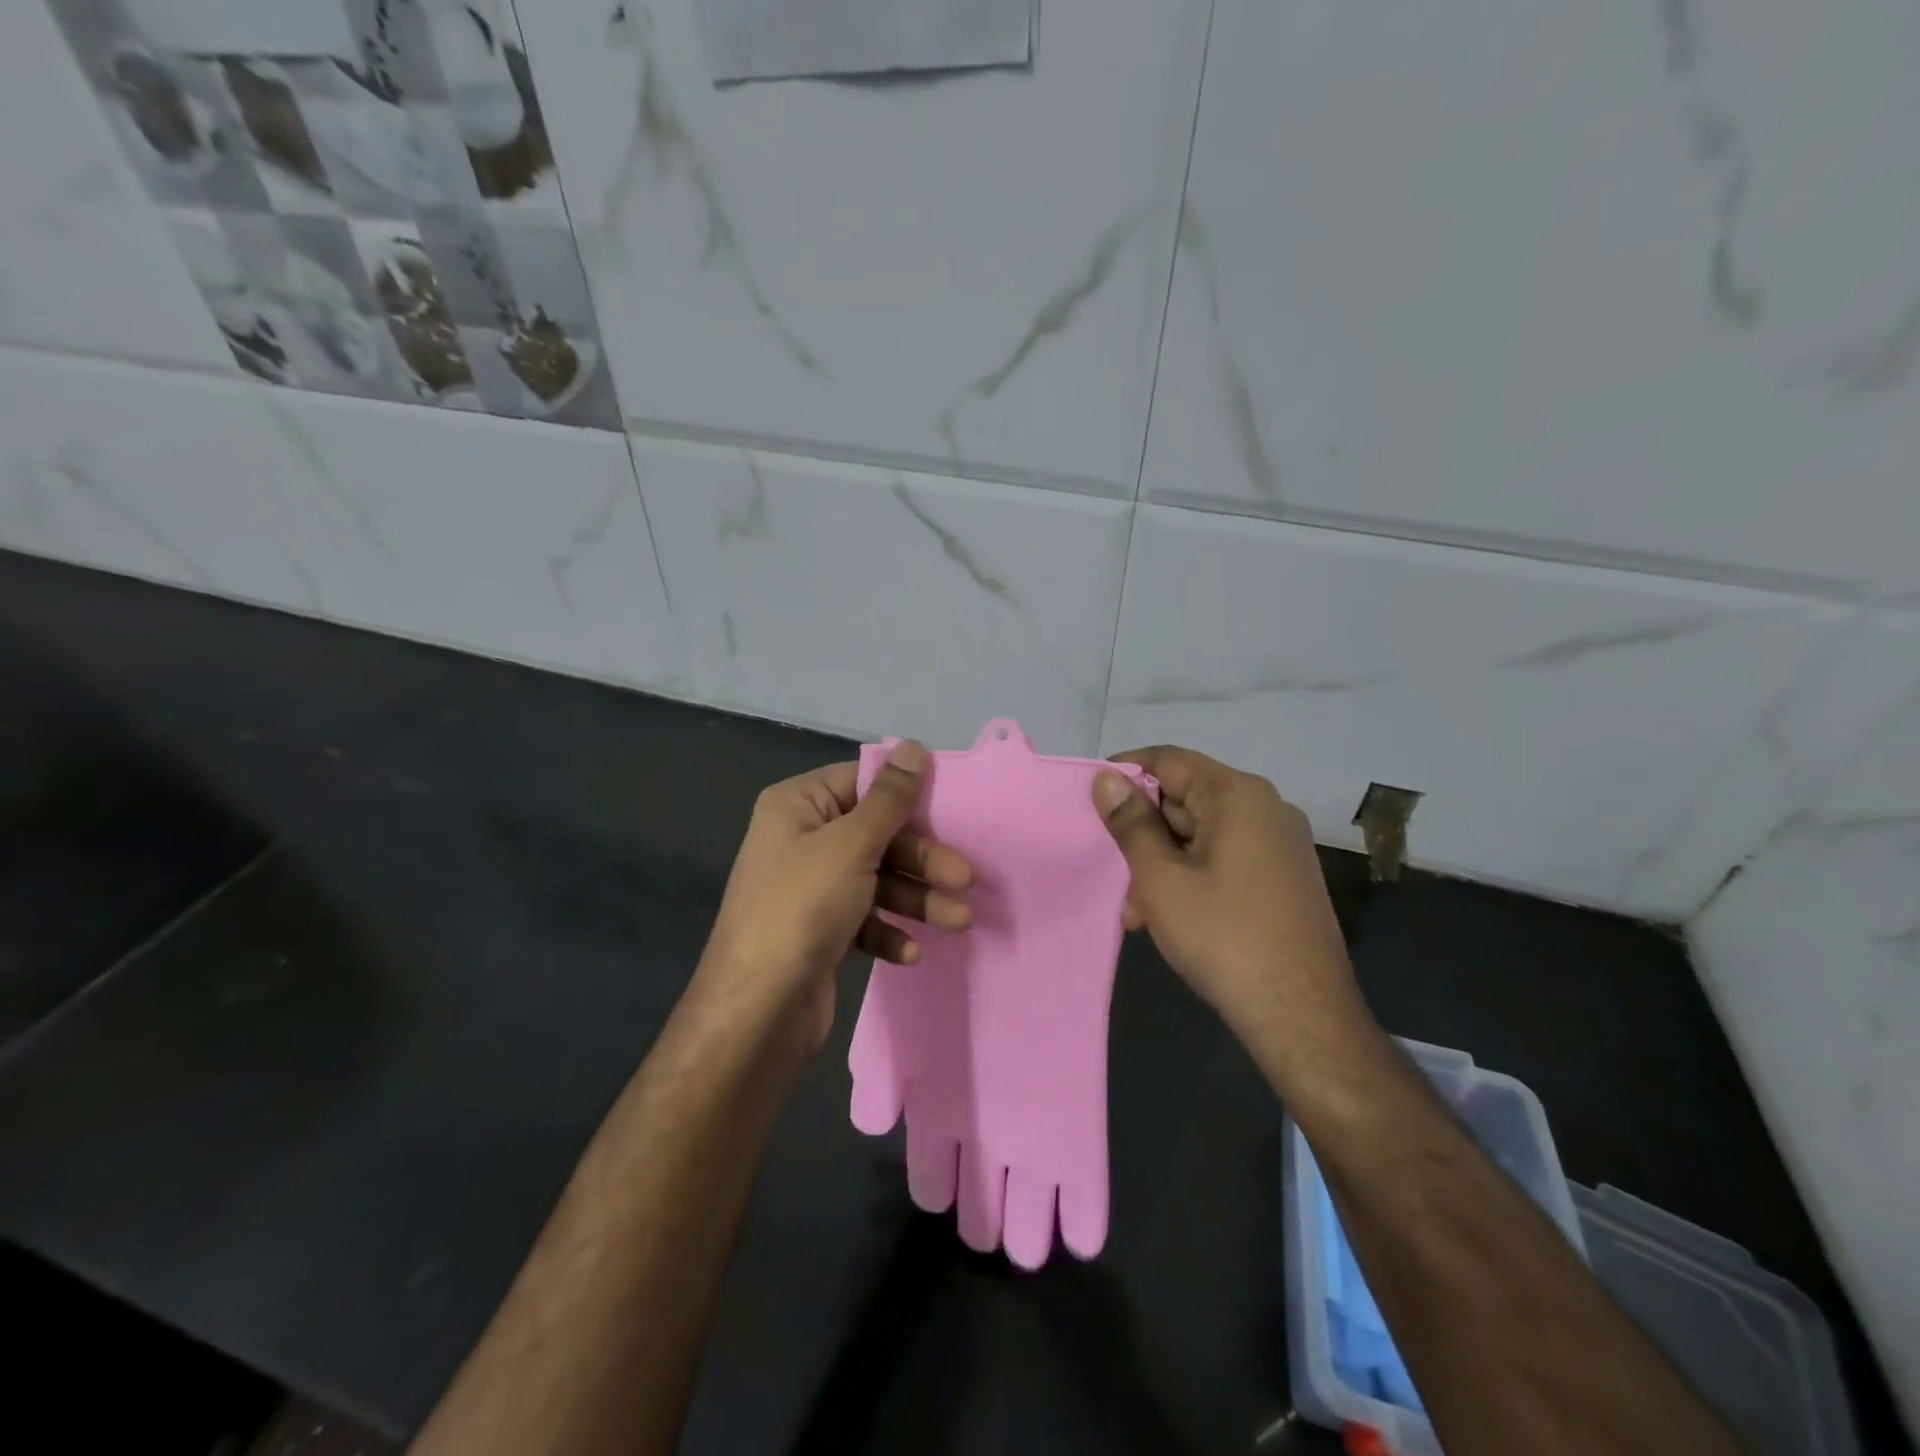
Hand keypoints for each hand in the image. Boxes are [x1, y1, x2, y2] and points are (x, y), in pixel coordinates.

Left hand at [697, 741, 972, 1052]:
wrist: (758, 1010)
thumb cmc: (803, 907)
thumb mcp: (851, 844)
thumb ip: (889, 798)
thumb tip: (914, 746)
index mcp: (798, 805)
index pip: (861, 782)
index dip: (907, 793)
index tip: (952, 806)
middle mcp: (802, 840)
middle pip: (877, 834)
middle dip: (922, 858)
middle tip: (966, 879)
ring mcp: (811, 887)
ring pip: (878, 878)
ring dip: (918, 898)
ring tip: (959, 922)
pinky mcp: (822, 930)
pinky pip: (866, 918)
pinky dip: (890, 930)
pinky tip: (910, 952)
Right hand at [1091, 746, 1360, 1058]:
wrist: (1303, 1017)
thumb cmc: (1224, 938)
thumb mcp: (1162, 879)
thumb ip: (1131, 824)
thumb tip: (1107, 779)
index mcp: (1238, 795)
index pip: (1168, 760)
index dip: (1124, 774)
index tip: (1089, 801)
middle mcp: (1266, 808)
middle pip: (1185, 798)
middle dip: (1143, 833)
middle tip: (1112, 871)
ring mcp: (1280, 844)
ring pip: (1202, 834)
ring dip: (1163, 863)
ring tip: (1137, 910)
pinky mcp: (1284, 877)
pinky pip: (1225, 859)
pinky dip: (1191, 877)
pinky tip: (1169, 917)